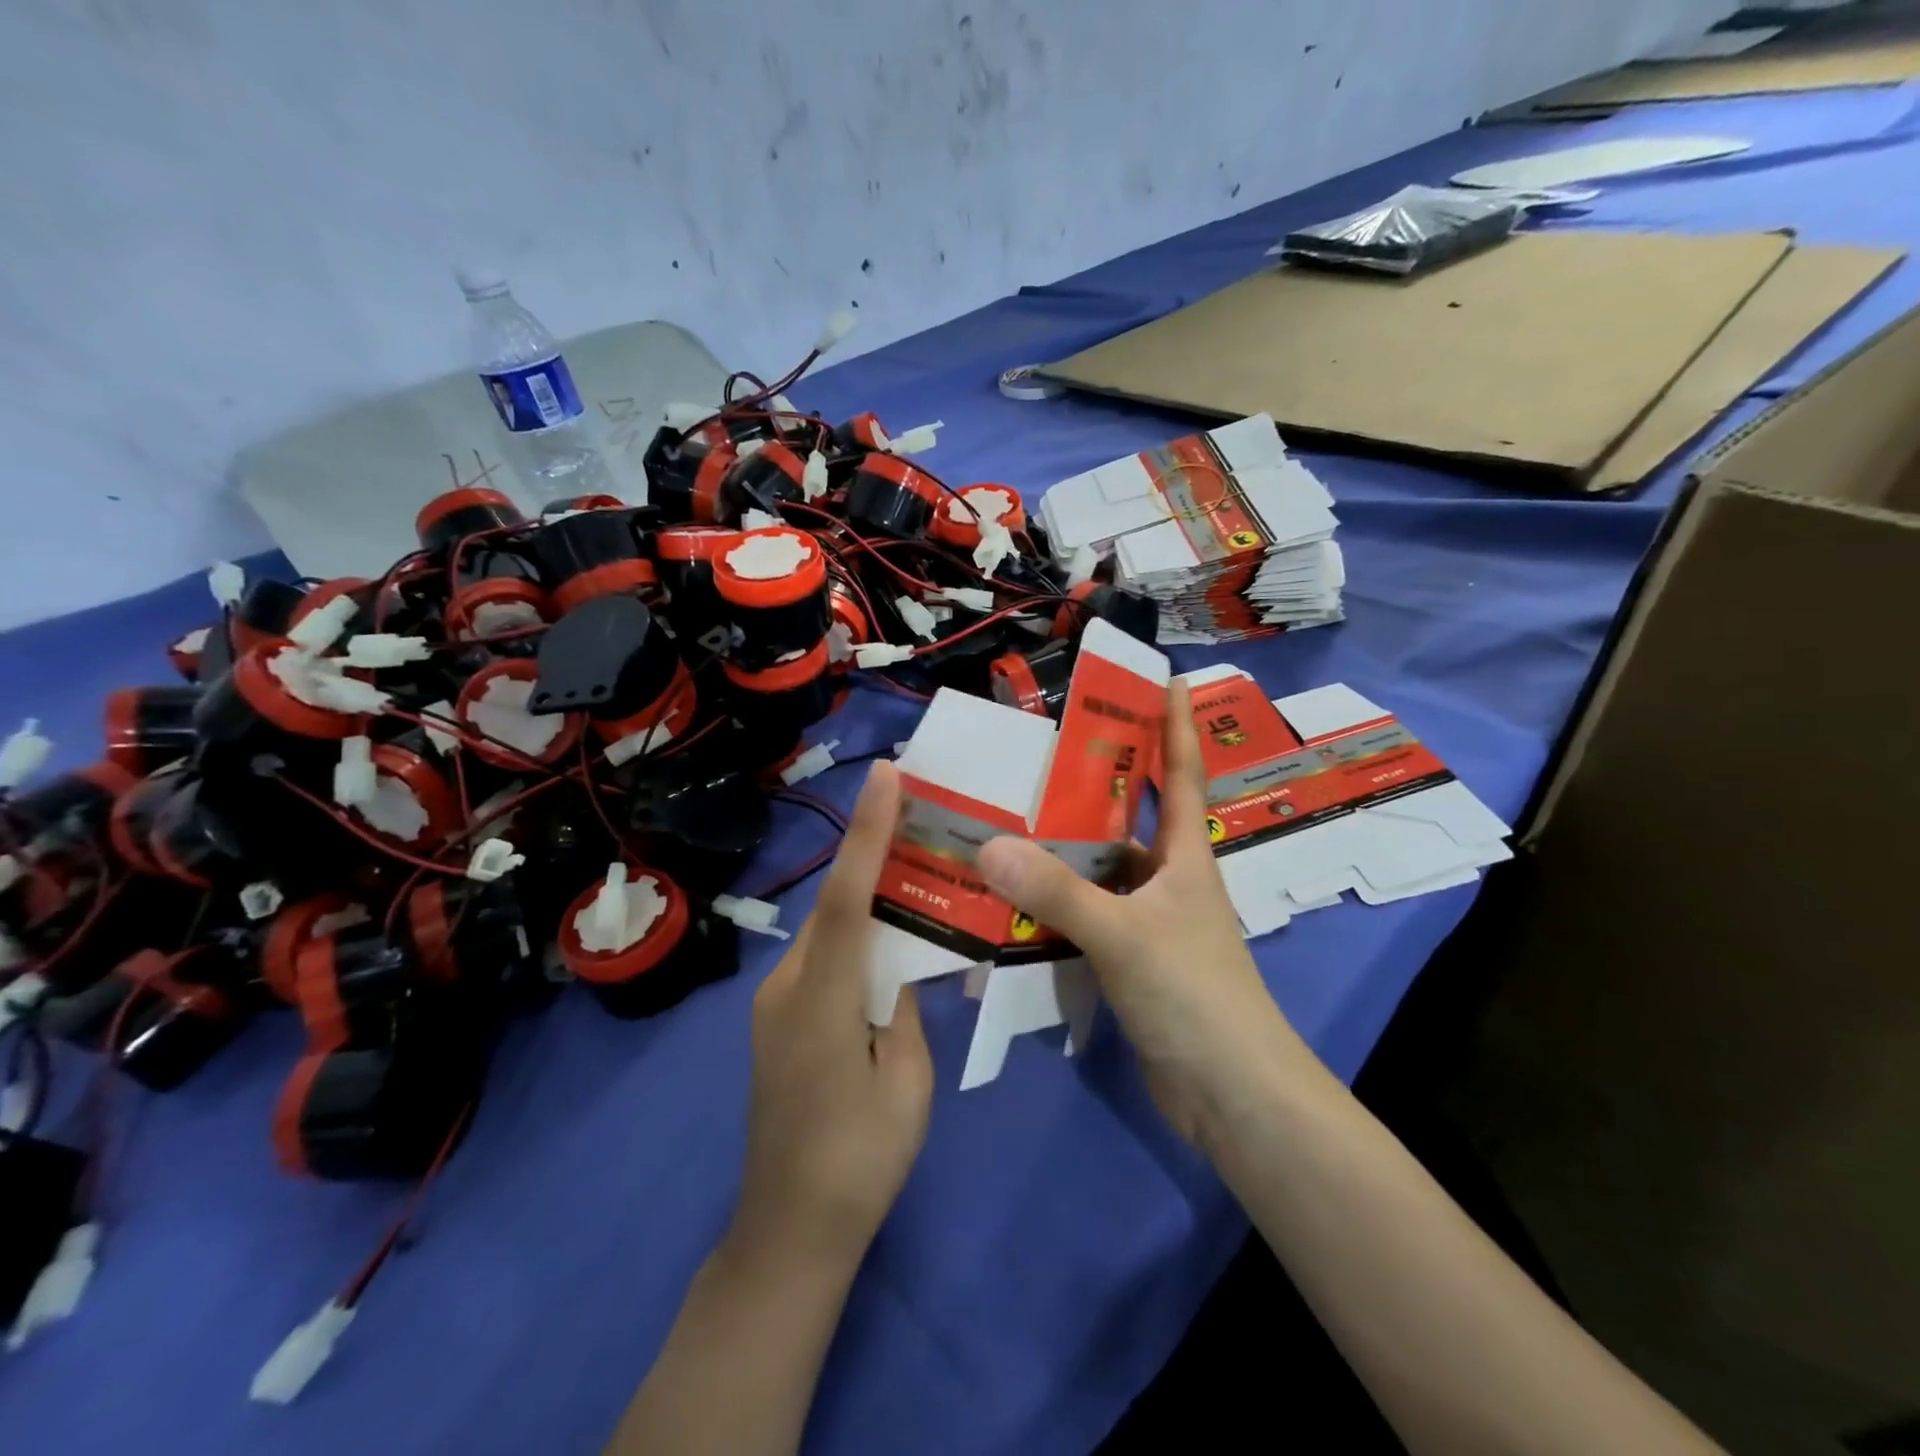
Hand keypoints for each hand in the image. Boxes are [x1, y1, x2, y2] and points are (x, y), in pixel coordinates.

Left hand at [730, 761, 933, 1272]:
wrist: (789, 1231)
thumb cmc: (861, 1161)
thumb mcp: (907, 1080)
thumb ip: (903, 1006)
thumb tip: (901, 960)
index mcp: (822, 999)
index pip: (846, 897)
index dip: (866, 833)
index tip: (885, 776)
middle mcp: (787, 986)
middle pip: (836, 905)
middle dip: (875, 856)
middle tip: (923, 817)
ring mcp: (774, 1002)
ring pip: (829, 931)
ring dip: (868, 902)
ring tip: (917, 878)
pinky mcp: (775, 1019)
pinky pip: (821, 960)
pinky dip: (854, 941)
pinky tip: (888, 948)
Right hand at [976, 680, 1294, 1144]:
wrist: (1231, 1094)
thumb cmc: (1195, 995)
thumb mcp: (1124, 935)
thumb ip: (1057, 893)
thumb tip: (986, 846)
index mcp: (1184, 855)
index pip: (1181, 772)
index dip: (1176, 723)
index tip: (1166, 677)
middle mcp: (1167, 880)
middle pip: (1126, 818)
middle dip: (1092, 784)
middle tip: (1038, 753)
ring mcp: (1148, 922)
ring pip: (1097, 872)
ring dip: (1060, 854)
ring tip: (1003, 823)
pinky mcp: (1129, 961)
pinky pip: (1084, 918)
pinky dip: (1053, 908)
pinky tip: (1011, 902)